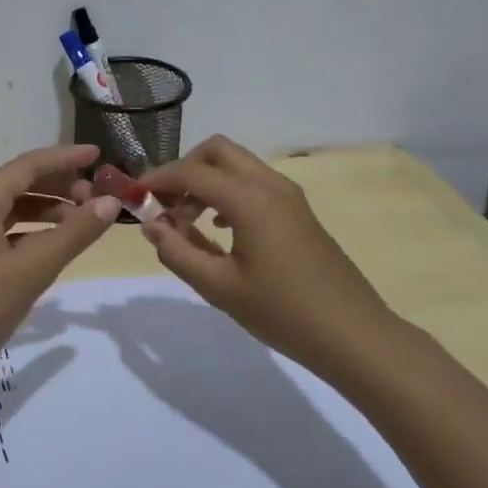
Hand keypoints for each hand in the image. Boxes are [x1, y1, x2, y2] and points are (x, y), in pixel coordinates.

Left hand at [0, 144, 120, 382]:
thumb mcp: (32, 270)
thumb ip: (73, 234)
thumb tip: (110, 202)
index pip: (28, 165)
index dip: (65, 157)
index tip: (100, 154)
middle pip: (19, 182)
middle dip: (59, 184)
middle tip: (98, 198)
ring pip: (12, 208)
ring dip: (47, 209)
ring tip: (82, 221)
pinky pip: (4, 231)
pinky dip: (32, 232)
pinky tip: (53, 247)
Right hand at [138, 135, 405, 377]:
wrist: (354, 335)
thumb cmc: (283, 312)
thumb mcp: (219, 287)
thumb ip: (178, 252)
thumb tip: (151, 226)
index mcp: (250, 200)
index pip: (192, 172)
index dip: (157, 180)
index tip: (134, 197)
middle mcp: (270, 186)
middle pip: (217, 151)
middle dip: (184, 170)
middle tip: (164, 205)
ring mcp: (289, 197)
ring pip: (237, 166)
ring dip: (206, 182)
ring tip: (186, 222)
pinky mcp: (298, 212)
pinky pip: (254, 184)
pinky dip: (228, 194)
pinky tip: (219, 231)